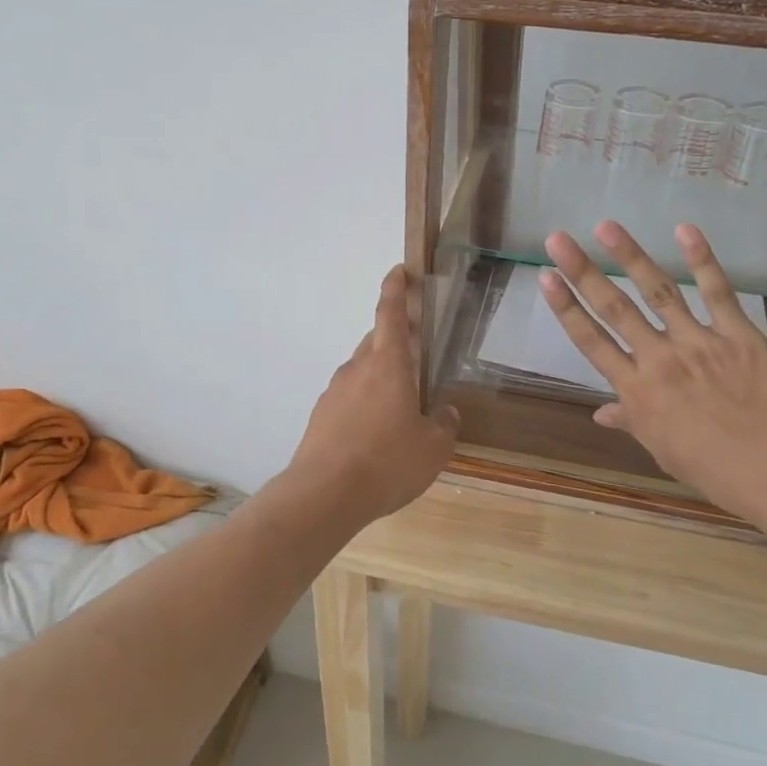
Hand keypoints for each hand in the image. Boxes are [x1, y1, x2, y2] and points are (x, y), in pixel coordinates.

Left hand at [284, 266, 460, 525]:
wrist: (324, 494)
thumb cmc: (387, 463)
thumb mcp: (433, 448)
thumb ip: (444, 425)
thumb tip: (446, 412)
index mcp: (388, 365)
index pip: (390, 313)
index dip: (395, 288)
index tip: (399, 271)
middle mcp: (357, 369)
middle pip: (376, 342)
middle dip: (396, 341)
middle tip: (417, 353)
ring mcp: (334, 391)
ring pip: (361, 370)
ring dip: (380, 375)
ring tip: (401, 405)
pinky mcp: (321, 416)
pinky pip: (348, 397)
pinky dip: (364, 402)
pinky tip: (376, 432)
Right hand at [539, 221, 766, 522]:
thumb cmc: (710, 467)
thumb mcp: (659, 447)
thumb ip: (629, 420)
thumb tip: (600, 413)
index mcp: (637, 390)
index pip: (592, 341)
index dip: (566, 308)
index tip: (546, 278)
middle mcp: (660, 359)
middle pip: (615, 309)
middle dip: (583, 272)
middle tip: (558, 240)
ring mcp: (700, 343)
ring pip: (659, 292)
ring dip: (631, 256)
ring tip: (606, 227)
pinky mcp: (739, 336)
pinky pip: (719, 293)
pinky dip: (702, 260)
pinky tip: (684, 230)